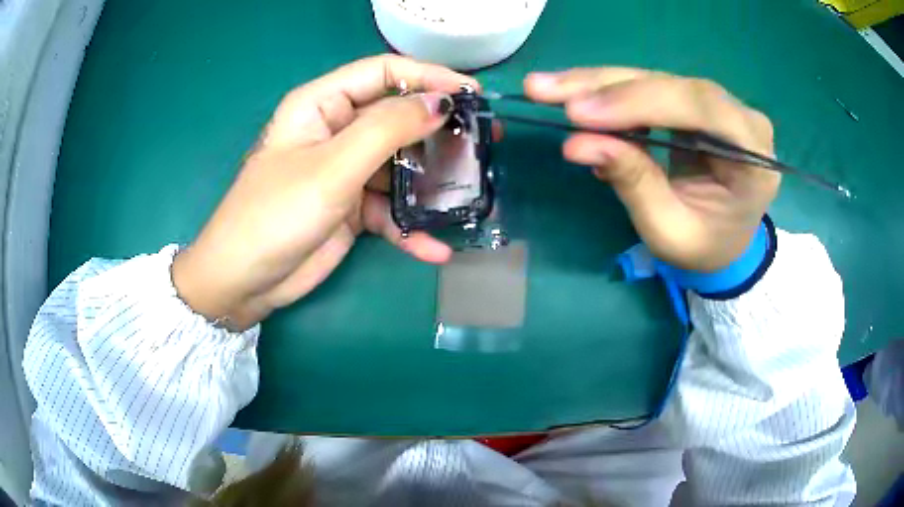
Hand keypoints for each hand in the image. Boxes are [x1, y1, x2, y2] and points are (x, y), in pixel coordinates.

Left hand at [173, 55, 478, 329]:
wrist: (244, 282)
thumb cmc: (276, 214)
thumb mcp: (332, 166)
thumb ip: (388, 129)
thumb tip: (442, 102)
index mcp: (322, 105)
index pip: (384, 72)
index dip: (429, 77)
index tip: (472, 95)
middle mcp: (336, 130)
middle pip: (397, 117)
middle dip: (440, 130)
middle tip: (485, 142)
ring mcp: (345, 170)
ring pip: (400, 164)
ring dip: (432, 183)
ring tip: (472, 194)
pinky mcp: (351, 207)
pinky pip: (390, 209)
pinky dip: (411, 228)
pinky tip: (436, 248)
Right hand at [525, 68, 778, 272]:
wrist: (725, 244)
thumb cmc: (705, 247)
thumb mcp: (670, 231)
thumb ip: (633, 183)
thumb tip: (577, 143)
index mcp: (753, 155)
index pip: (700, 107)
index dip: (639, 102)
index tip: (580, 114)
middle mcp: (740, 118)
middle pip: (672, 85)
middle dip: (607, 87)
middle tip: (545, 90)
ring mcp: (718, 106)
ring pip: (655, 79)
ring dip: (598, 83)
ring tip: (546, 88)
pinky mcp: (695, 104)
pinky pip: (649, 88)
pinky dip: (608, 93)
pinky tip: (574, 97)